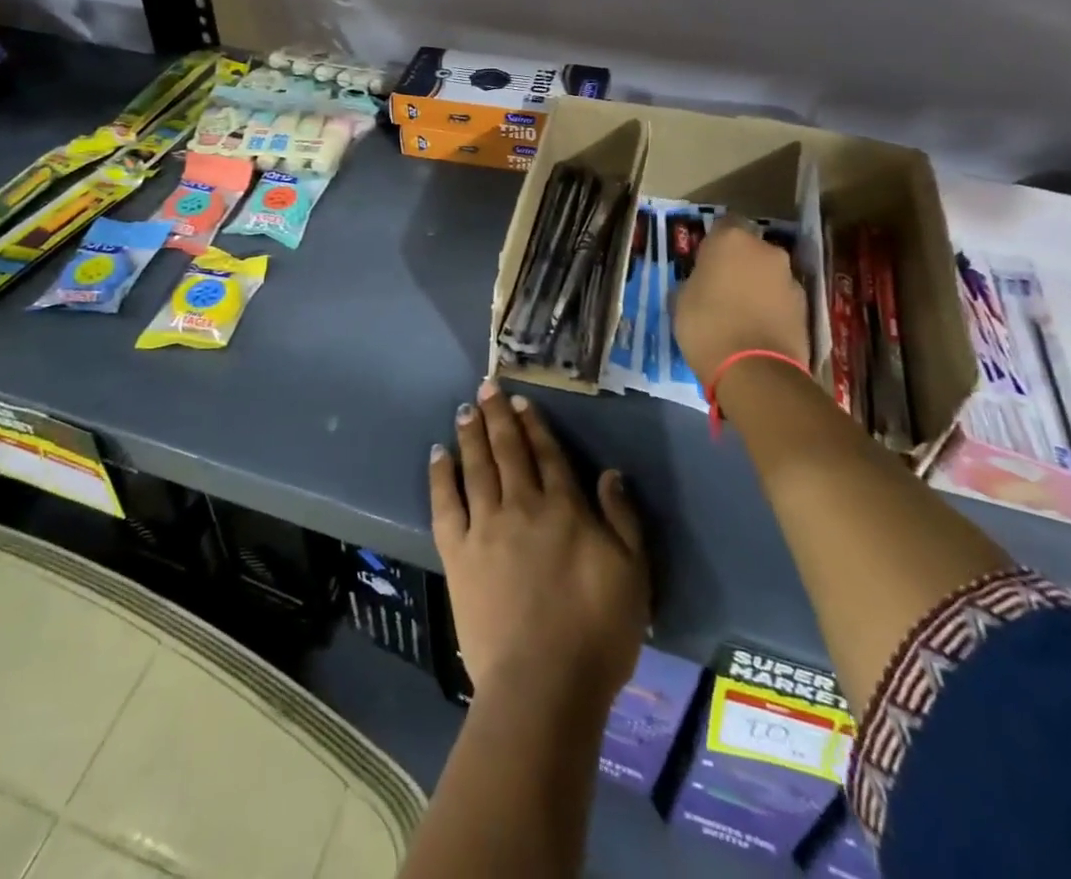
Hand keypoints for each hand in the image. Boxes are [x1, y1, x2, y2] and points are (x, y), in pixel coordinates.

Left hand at [429, 382, 649, 706]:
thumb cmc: (597, 633)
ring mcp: (485, 527)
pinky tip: (437, 454)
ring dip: (471, 435)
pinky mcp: (458, 553)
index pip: (547, 454)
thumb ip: (623, 519)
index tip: (522, 402)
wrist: (543, 684)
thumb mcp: (634, 574)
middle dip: (498, 416)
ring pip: (477, 467)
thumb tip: (610, 473)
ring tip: (465, 409)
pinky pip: (445, 504)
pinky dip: (440, 476)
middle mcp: (522, 506)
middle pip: (508, 450)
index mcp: (565, 509)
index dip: (534, 425)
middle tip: (487, 386)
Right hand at [673, 217, 810, 385]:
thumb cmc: (707, 326)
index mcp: (731, 240)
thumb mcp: (681, 301)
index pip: (724, 224)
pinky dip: (771, 307)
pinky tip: (757, 329)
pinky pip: (781, 298)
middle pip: (751, 249)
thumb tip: (699, 284)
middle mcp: (766, 250)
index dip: (714, 243)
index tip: (705, 262)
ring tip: (741, 313)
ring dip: (757, 285)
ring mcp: (790, 277)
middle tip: (722, 288)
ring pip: (768, 274)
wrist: (755, 370)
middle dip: (739, 263)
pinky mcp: (806, 306)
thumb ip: (693, 282)